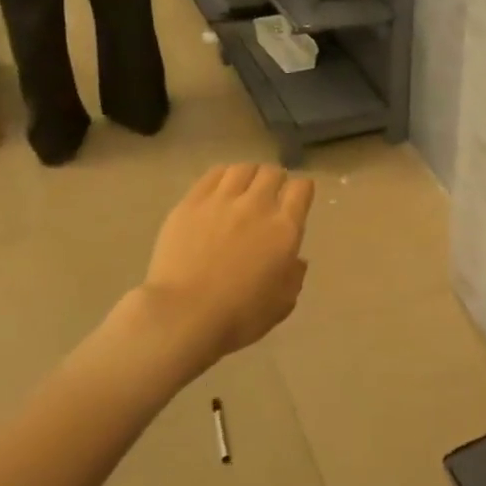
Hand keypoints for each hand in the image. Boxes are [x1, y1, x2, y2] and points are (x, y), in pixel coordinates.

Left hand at [142, 163, 314, 364]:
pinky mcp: (191, 203)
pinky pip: (212, 175)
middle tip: (267, 198)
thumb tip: (295, 259)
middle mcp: (257, 205)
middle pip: (272, 172)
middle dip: (274, 181)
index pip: (302, 188)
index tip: (296, 201)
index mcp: (285, 228)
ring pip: (243, 168)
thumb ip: (294, 275)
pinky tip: (218, 191)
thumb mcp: (282, 303)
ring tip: (242, 191)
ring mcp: (222, 201)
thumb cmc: (239, 317)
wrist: (182, 317)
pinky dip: (221, 177)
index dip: (301, 191)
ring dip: (248, 177)